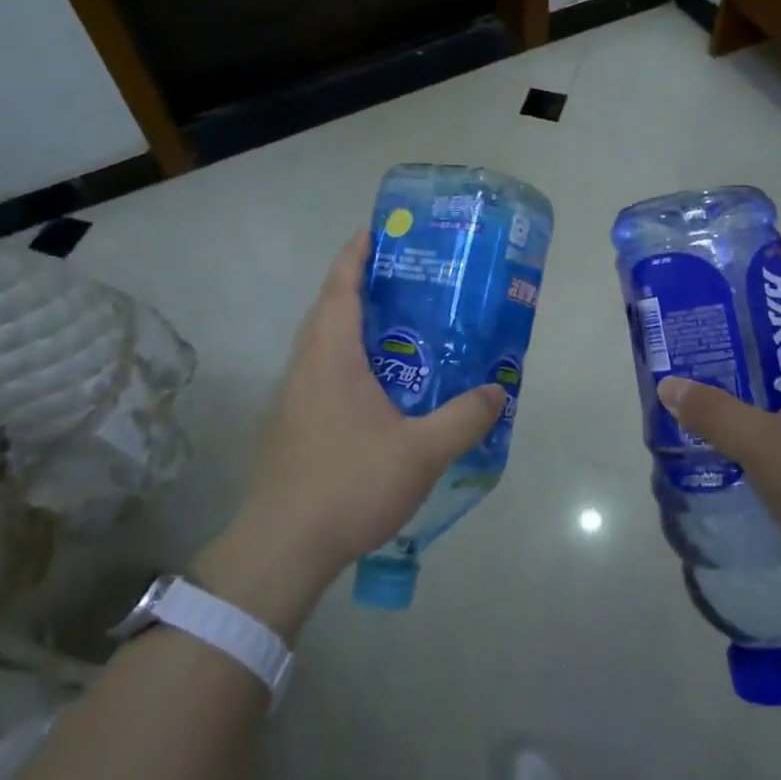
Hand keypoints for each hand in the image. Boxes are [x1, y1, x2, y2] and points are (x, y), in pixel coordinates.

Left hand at [191, 231, 504, 635]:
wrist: (281, 548)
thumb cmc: (349, 484)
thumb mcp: (421, 452)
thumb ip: (464, 418)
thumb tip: (499, 390)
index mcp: (331, 355)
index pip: (340, 285)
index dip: (357, 252)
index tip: (380, 230)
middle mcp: (305, 365)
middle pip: (328, 307)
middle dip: (360, 283)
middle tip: (408, 278)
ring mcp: (292, 396)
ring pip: (322, 341)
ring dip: (352, 323)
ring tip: (400, 325)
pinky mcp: (290, 424)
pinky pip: (320, 371)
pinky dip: (346, 358)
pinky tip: (379, 385)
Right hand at [658, 295, 780, 613]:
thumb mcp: (763, 446)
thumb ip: (714, 413)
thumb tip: (670, 385)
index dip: (777, 304)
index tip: (732, 313)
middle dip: (753, 354)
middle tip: (707, 358)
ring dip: (760, 398)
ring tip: (713, 402)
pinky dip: (774, 434)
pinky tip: (743, 452)